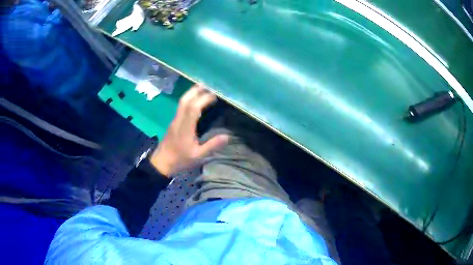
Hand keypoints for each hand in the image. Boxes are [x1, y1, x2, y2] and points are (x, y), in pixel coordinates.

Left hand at [149, 85, 229, 176]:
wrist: (162, 162)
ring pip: (181, 102)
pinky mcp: (173, 122)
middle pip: (185, 100)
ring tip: (202, 88)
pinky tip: (195, 100)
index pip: (193, 108)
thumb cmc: (180, 159)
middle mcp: (179, 120)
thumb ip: (212, 146)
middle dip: (196, 90)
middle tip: (208, 85)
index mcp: (185, 128)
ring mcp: (174, 120)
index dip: (204, 99)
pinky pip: (181, 106)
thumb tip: (227, 136)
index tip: (214, 96)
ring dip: (191, 93)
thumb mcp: (198, 156)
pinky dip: (189, 99)